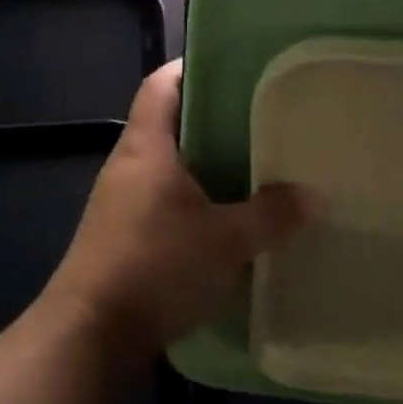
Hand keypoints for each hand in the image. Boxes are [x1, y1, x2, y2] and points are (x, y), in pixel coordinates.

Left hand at [43, 61, 306, 367]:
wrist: (90, 335)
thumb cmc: (156, 267)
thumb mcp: (226, 240)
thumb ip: (271, 215)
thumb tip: (312, 196)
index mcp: (146, 147)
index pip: (161, 85)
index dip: (189, 68)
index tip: (231, 68)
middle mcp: (127, 166)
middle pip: (167, 123)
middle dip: (210, 119)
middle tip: (259, 119)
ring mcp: (119, 203)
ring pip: (167, 166)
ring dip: (203, 164)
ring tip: (251, 166)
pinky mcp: (120, 237)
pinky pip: (162, 201)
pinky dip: (192, 200)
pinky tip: (224, 218)